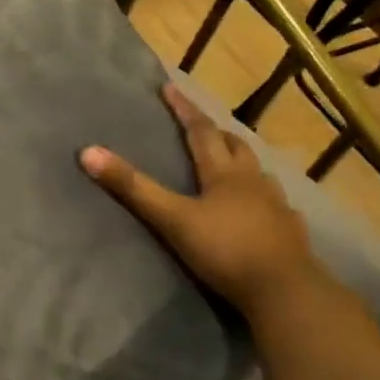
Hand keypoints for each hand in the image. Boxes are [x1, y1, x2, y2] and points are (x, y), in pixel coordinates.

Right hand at [80, 84, 323, 315]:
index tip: (170, 88)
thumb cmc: (225, 250)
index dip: (184, 109)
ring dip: (242, 162)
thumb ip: (133, 188)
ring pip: (258, 172)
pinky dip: (265, 198)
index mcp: (223, 173)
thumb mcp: (172, 219)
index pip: (201, 131)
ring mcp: (277, 206)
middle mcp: (253, 181)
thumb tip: (88, 152)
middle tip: (200, 126)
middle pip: (235, 146)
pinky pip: (277, 205)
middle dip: (215, 132)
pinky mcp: (290, 231)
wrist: (285, 291)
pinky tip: (265, 208)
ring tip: (231, 163)